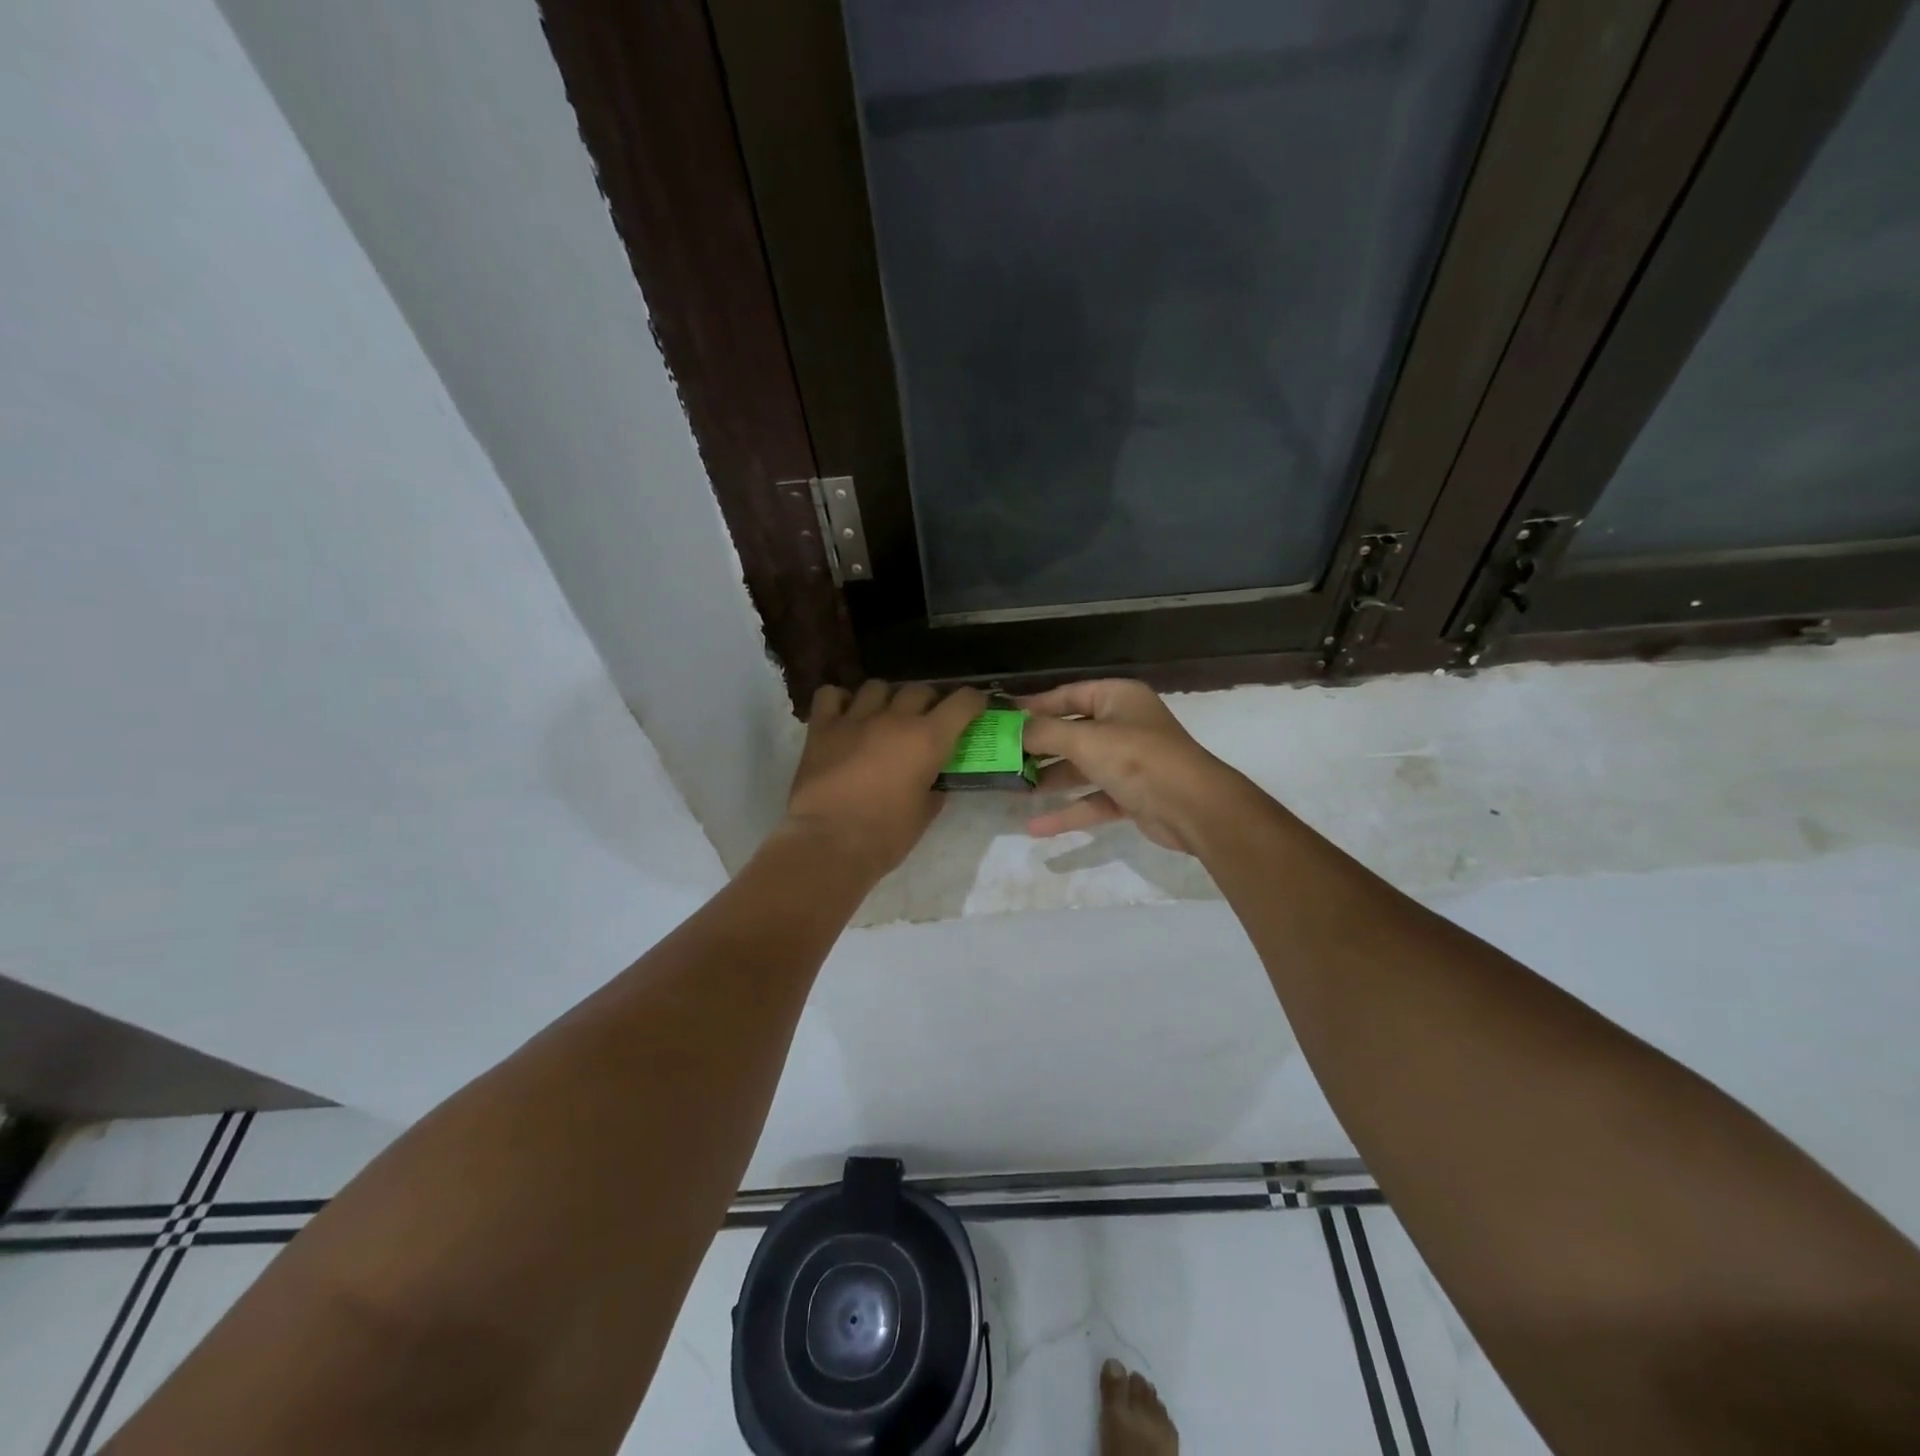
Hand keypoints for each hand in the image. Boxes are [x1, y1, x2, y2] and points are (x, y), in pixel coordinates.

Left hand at [782, 680, 987, 881]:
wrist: (829, 843)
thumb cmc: (885, 836)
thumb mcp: (924, 814)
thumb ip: (933, 789)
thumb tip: (933, 782)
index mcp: (928, 739)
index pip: (963, 701)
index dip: (973, 701)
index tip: (976, 707)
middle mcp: (895, 718)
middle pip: (919, 690)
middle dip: (928, 702)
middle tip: (926, 722)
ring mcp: (855, 719)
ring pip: (877, 687)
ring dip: (886, 699)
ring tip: (883, 717)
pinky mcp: (822, 728)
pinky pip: (831, 695)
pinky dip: (840, 701)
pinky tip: (844, 716)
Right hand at [1020, 679, 1239, 853]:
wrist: (1194, 807)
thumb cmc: (1138, 759)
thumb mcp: (1085, 740)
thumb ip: (1045, 733)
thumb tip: (1013, 728)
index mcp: (1118, 698)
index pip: (1068, 695)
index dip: (1034, 706)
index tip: (1002, 718)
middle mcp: (1124, 725)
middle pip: (1072, 732)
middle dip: (1038, 747)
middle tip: (1001, 757)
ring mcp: (1129, 761)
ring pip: (1081, 768)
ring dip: (1050, 779)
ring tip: (1012, 789)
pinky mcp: (1131, 795)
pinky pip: (1092, 799)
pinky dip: (1068, 811)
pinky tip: (1036, 827)